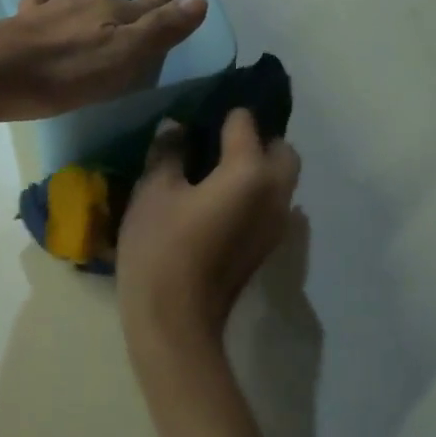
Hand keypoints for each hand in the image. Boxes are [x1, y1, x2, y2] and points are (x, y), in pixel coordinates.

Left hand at [0, 0, 208, 121]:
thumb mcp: (125, 57)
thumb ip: (161, 30)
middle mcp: (88, 3)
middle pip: (119, 3)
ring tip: (104, 16)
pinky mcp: (25, 19)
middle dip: (134, 6)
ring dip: (98, 7)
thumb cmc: (68, 71)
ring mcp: (54, 8)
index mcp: (117, 14)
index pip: (150, 0)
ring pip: (85, 1)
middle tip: (142, 11)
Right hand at [116, 108, 300, 356]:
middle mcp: (276, 193)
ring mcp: (278, 224)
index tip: (197, 115)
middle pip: (282, 150)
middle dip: (257, 139)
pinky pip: (272, 204)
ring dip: (259, 167)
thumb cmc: (161, 249)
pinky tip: (219, 202)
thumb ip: (168, 152)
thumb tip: (177, 127)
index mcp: (250, 172)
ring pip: (282, 180)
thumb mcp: (153, 192)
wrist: (175, 322)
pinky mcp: (268, 247)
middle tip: (216, 143)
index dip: (221, 114)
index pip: (245, 123)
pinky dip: (255, 192)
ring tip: (215, 171)